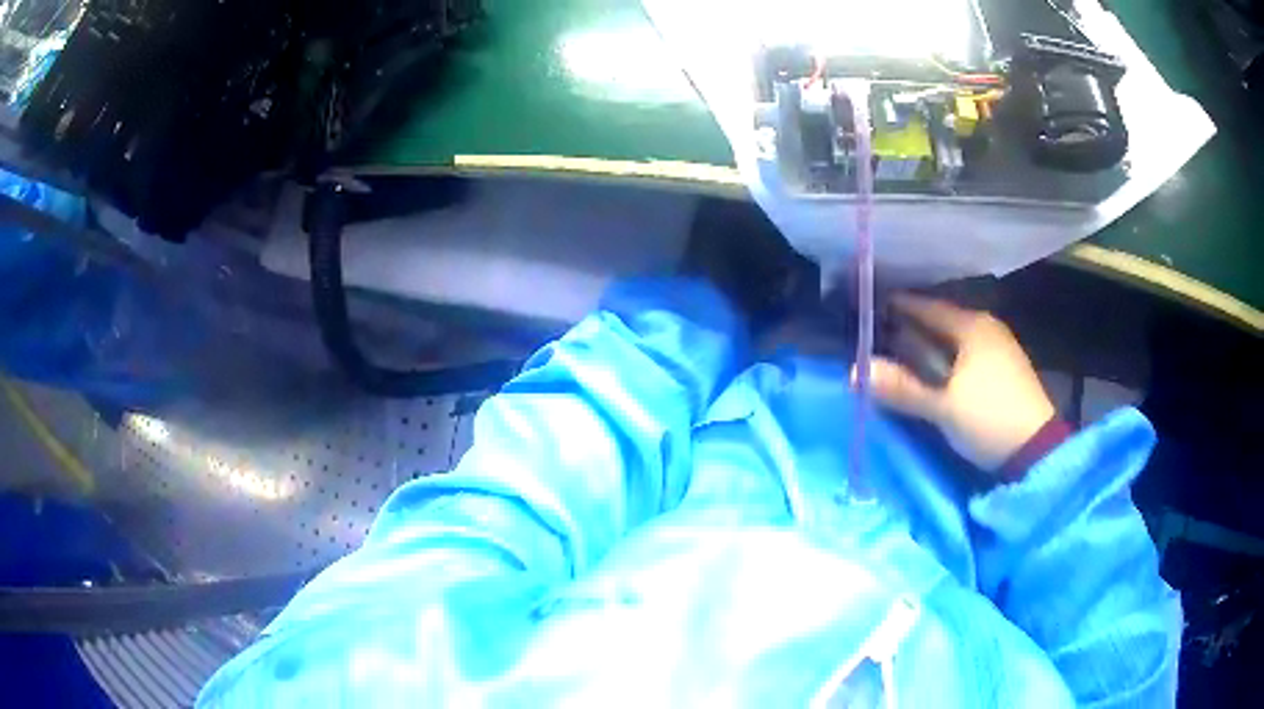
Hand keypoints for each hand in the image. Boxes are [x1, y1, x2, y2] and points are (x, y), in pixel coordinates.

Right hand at [864, 294, 1055, 472]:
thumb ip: (902, 388)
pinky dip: (947, 357)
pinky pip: (967, 351)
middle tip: (881, 333)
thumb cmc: (988, 419)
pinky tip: (935, 370)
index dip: (899, 306)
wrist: (1036, 449)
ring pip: (955, 337)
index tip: (871, 309)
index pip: (927, 307)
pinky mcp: (1004, 368)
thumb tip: (857, 371)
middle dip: (913, 326)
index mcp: (972, 326)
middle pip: (942, 320)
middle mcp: (987, 327)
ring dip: (931, 344)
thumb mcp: (942, 407)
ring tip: (903, 353)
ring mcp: (999, 347)